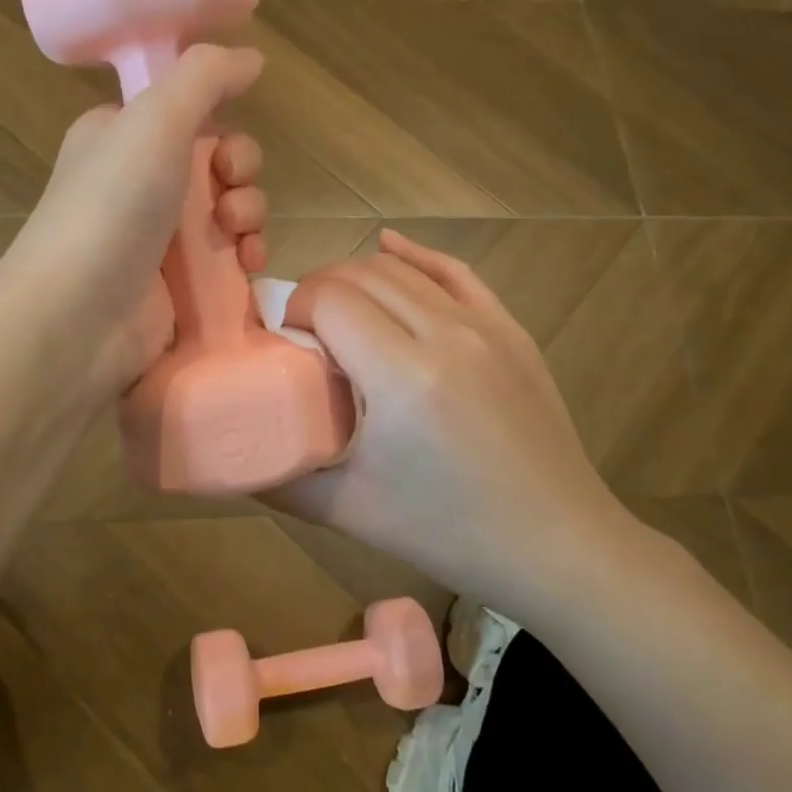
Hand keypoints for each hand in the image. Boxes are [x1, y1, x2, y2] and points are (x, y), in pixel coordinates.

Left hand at [0, 44, 270, 393]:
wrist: (76, 317)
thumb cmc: (112, 207)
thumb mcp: (155, 119)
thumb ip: (206, 76)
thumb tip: (252, 57)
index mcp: (121, 136)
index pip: (186, 112)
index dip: (219, 121)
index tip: (222, 141)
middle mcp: (138, 182)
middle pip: (217, 161)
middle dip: (240, 172)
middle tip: (229, 189)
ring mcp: (157, 237)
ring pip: (229, 210)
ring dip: (249, 214)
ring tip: (236, 235)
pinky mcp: (177, 285)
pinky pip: (228, 258)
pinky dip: (246, 256)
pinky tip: (248, 265)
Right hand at [269, 229, 636, 603]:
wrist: (557, 544)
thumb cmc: (449, 533)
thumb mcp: (349, 512)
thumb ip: (281, 478)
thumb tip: (235, 456)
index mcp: (402, 377)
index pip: (330, 300)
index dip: (294, 307)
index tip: (282, 336)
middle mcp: (445, 334)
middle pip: (362, 275)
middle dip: (319, 289)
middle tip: (300, 326)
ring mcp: (486, 326)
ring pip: (404, 270)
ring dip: (359, 276)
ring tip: (336, 307)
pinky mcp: (511, 330)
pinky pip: (456, 272)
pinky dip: (416, 256)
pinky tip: (390, 246)